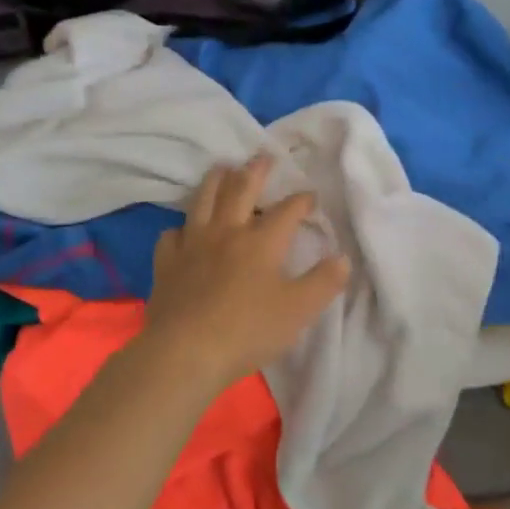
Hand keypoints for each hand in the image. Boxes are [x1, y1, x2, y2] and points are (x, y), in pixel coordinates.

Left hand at [140, 155, 350, 388]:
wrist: (185, 352)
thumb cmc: (248, 330)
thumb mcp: (299, 310)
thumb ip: (324, 282)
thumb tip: (343, 258)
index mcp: (261, 241)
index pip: (287, 210)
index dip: (302, 200)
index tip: (311, 196)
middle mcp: (227, 232)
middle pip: (241, 190)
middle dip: (256, 171)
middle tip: (263, 155)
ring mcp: (192, 245)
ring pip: (203, 201)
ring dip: (215, 181)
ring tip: (222, 168)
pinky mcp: (167, 263)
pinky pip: (172, 235)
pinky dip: (180, 228)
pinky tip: (184, 232)